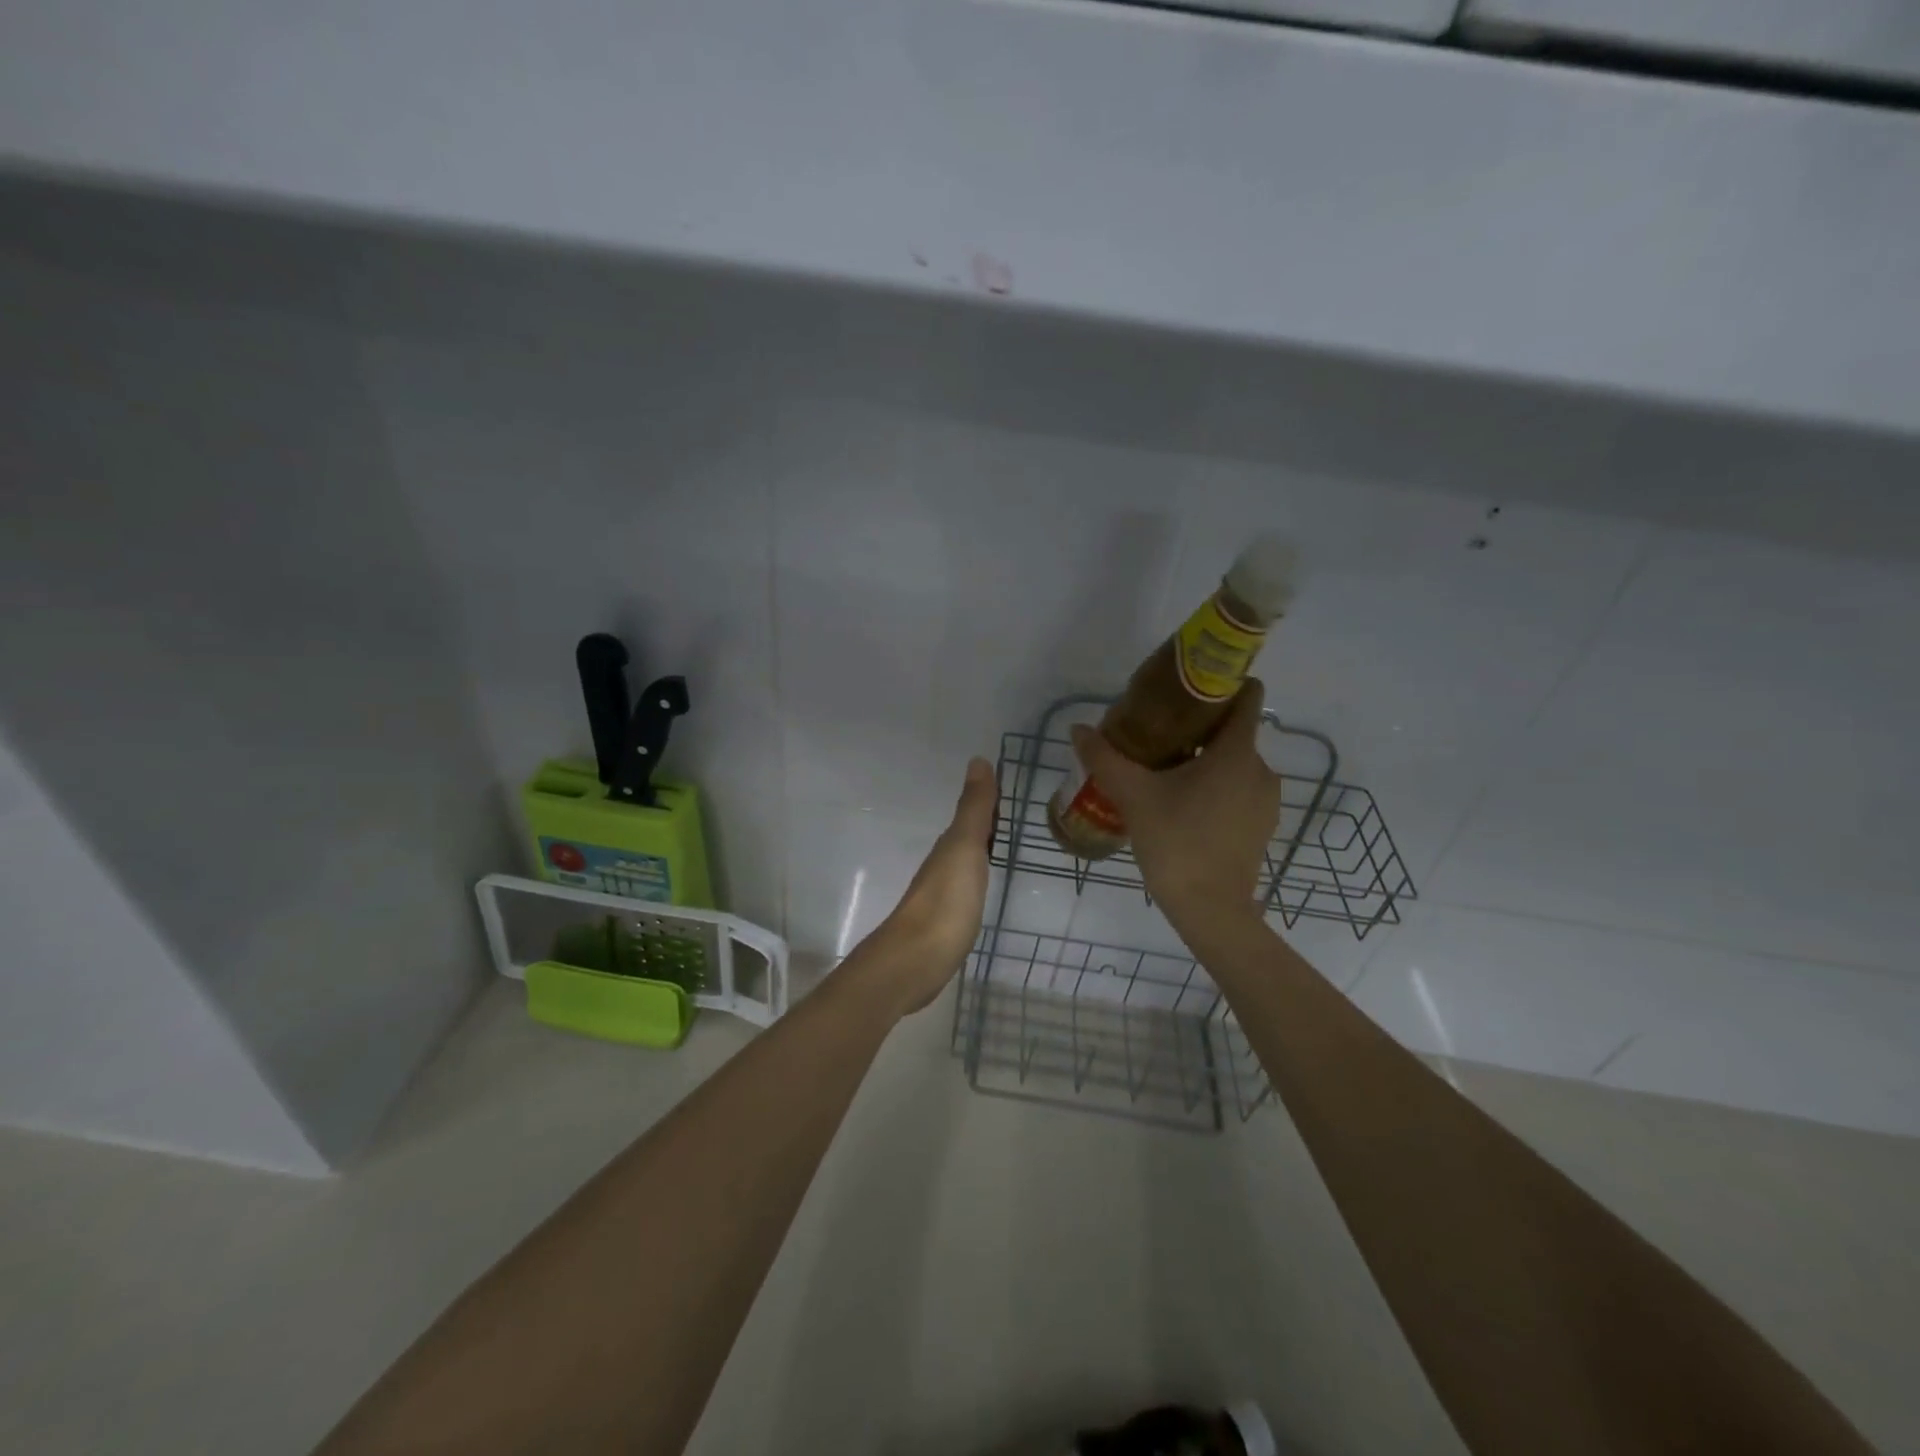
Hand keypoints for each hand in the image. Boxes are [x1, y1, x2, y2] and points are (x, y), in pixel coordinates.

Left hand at [850, 757, 996, 1017]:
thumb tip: (977, 760)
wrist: (916, 961)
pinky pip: (965, 890)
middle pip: (967, 838)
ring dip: (980, 852)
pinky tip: (982, 888)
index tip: (1009, 789)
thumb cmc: (946, 902)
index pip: (972, 815)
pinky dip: (976, 880)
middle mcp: (943, 866)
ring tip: (1003, 847)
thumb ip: (973, 809)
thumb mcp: (965, 848)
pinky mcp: (945, 924)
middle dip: (986, 825)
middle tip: (1013, 815)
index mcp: (949, 846)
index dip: (989, 802)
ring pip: (964, 863)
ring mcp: (942, 896)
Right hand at [1070, 680, 1279, 937]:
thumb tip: (1078, 729)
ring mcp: (1265, 800)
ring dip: (1206, 760)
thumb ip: (1104, 758)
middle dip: (1199, 727)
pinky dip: (1215, 786)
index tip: (1189, 686)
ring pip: (1235, 763)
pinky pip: (1239, 789)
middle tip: (1158, 733)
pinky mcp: (1261, 825)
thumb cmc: (1176, 842)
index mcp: (1236, 752)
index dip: (1223, 683)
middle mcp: (1261, 769)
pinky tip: (1183, 803)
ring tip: (1166, 769)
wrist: (1210, 910)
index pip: (1246, 697)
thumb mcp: (1133, 796)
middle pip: (1233, 731)